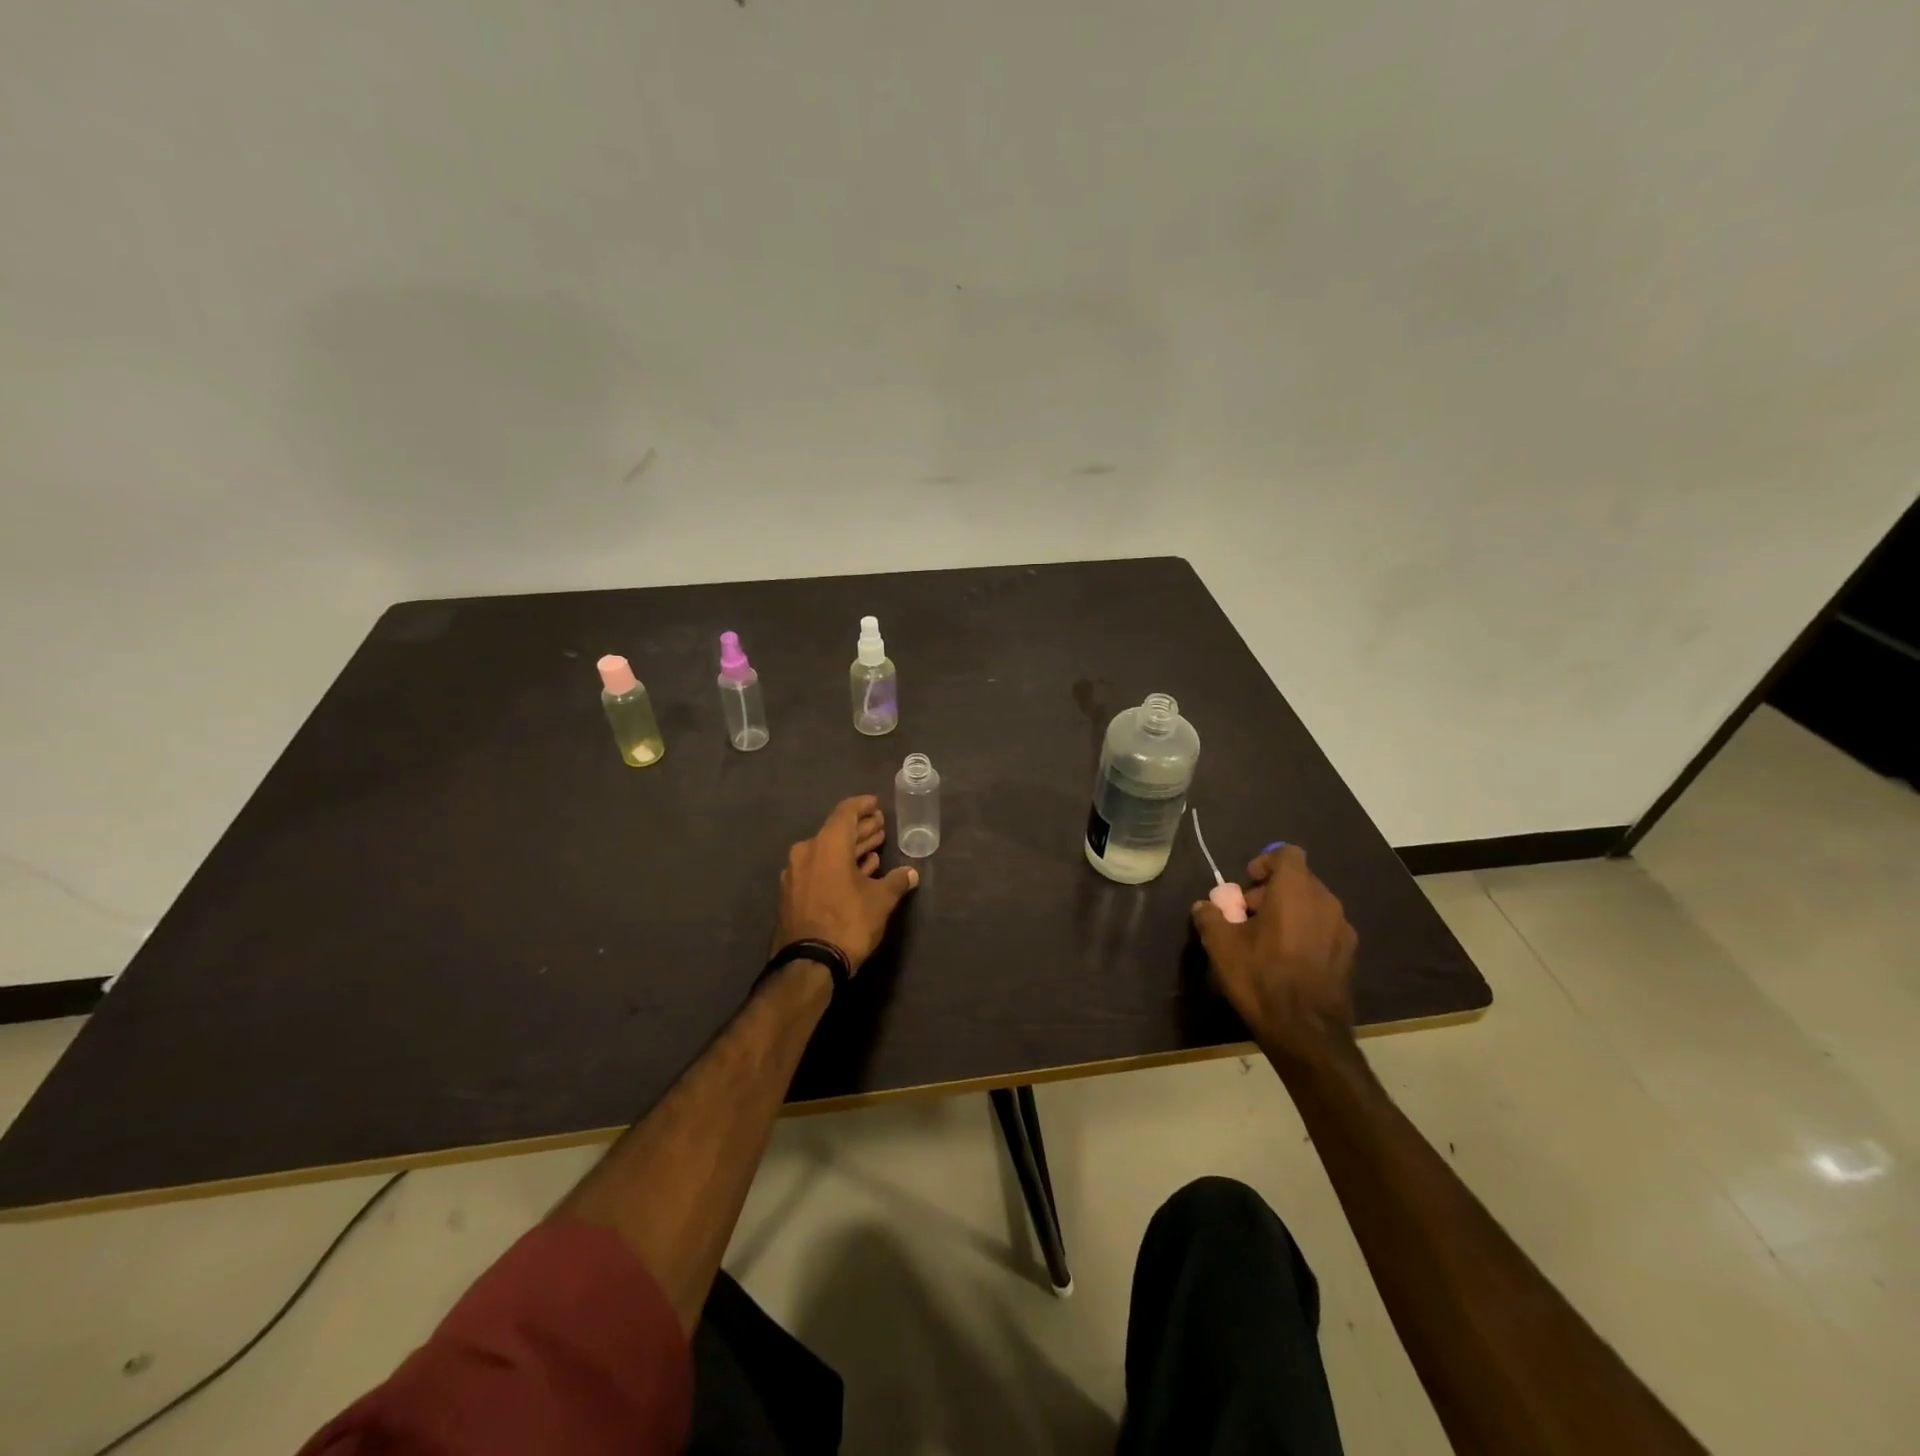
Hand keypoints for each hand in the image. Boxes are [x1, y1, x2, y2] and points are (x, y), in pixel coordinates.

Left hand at [774, 796, 919, 972]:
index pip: (846, 812)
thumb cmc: (848, 922)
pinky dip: (837, 866)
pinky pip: (818, 869)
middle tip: (880, 826)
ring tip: (874, 849)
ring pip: (827, 852)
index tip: (877, 804)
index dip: (863, 806)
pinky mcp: (792, 894)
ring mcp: (796, 874)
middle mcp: (807, 852)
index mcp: (827, 844)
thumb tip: (911, 873)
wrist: (808, 964)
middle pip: (836, 832)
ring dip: (850, 849)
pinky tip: (857, 873)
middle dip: (860, 829)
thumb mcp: (880, 901)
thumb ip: (896, 882)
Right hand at [1190, 845, 1356, 1052]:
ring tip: (1265, 940)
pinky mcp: (1349, 955)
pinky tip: (1287, 960)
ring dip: (1288, 912)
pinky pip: (1323, 929)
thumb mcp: (1221, 945)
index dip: (1265, 862)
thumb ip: (1210, 917)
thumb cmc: (1261, 977)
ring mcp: (1342, 930)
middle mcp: (1325, 902)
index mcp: (1296, 891)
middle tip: (1248, 916)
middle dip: (1271, 892)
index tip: (1247, 883)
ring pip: (1312, 905)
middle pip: (1298, 880)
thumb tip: (1205, 907)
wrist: (1306, 1032)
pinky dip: (1304, 932)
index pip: (1287, 854)